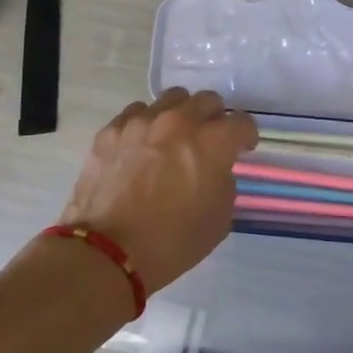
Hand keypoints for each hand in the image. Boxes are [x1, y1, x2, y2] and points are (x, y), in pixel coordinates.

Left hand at [59, 88, 257, 296]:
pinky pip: (137, 112)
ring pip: (172, 99)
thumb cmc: (171, 243)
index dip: (245, 136)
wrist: (106, 253)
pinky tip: (142, 146)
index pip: (242, 121)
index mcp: (212, 142)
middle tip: (208, 141)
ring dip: (180, 115)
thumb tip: (216, 168)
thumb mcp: (219, 219)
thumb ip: (224, 182)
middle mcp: (179, 121)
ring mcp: (142, 121)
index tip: (242, 149)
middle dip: (214, 118)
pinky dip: (146, 124)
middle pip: (208, 100)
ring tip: (173, 138)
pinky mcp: (112, 129)